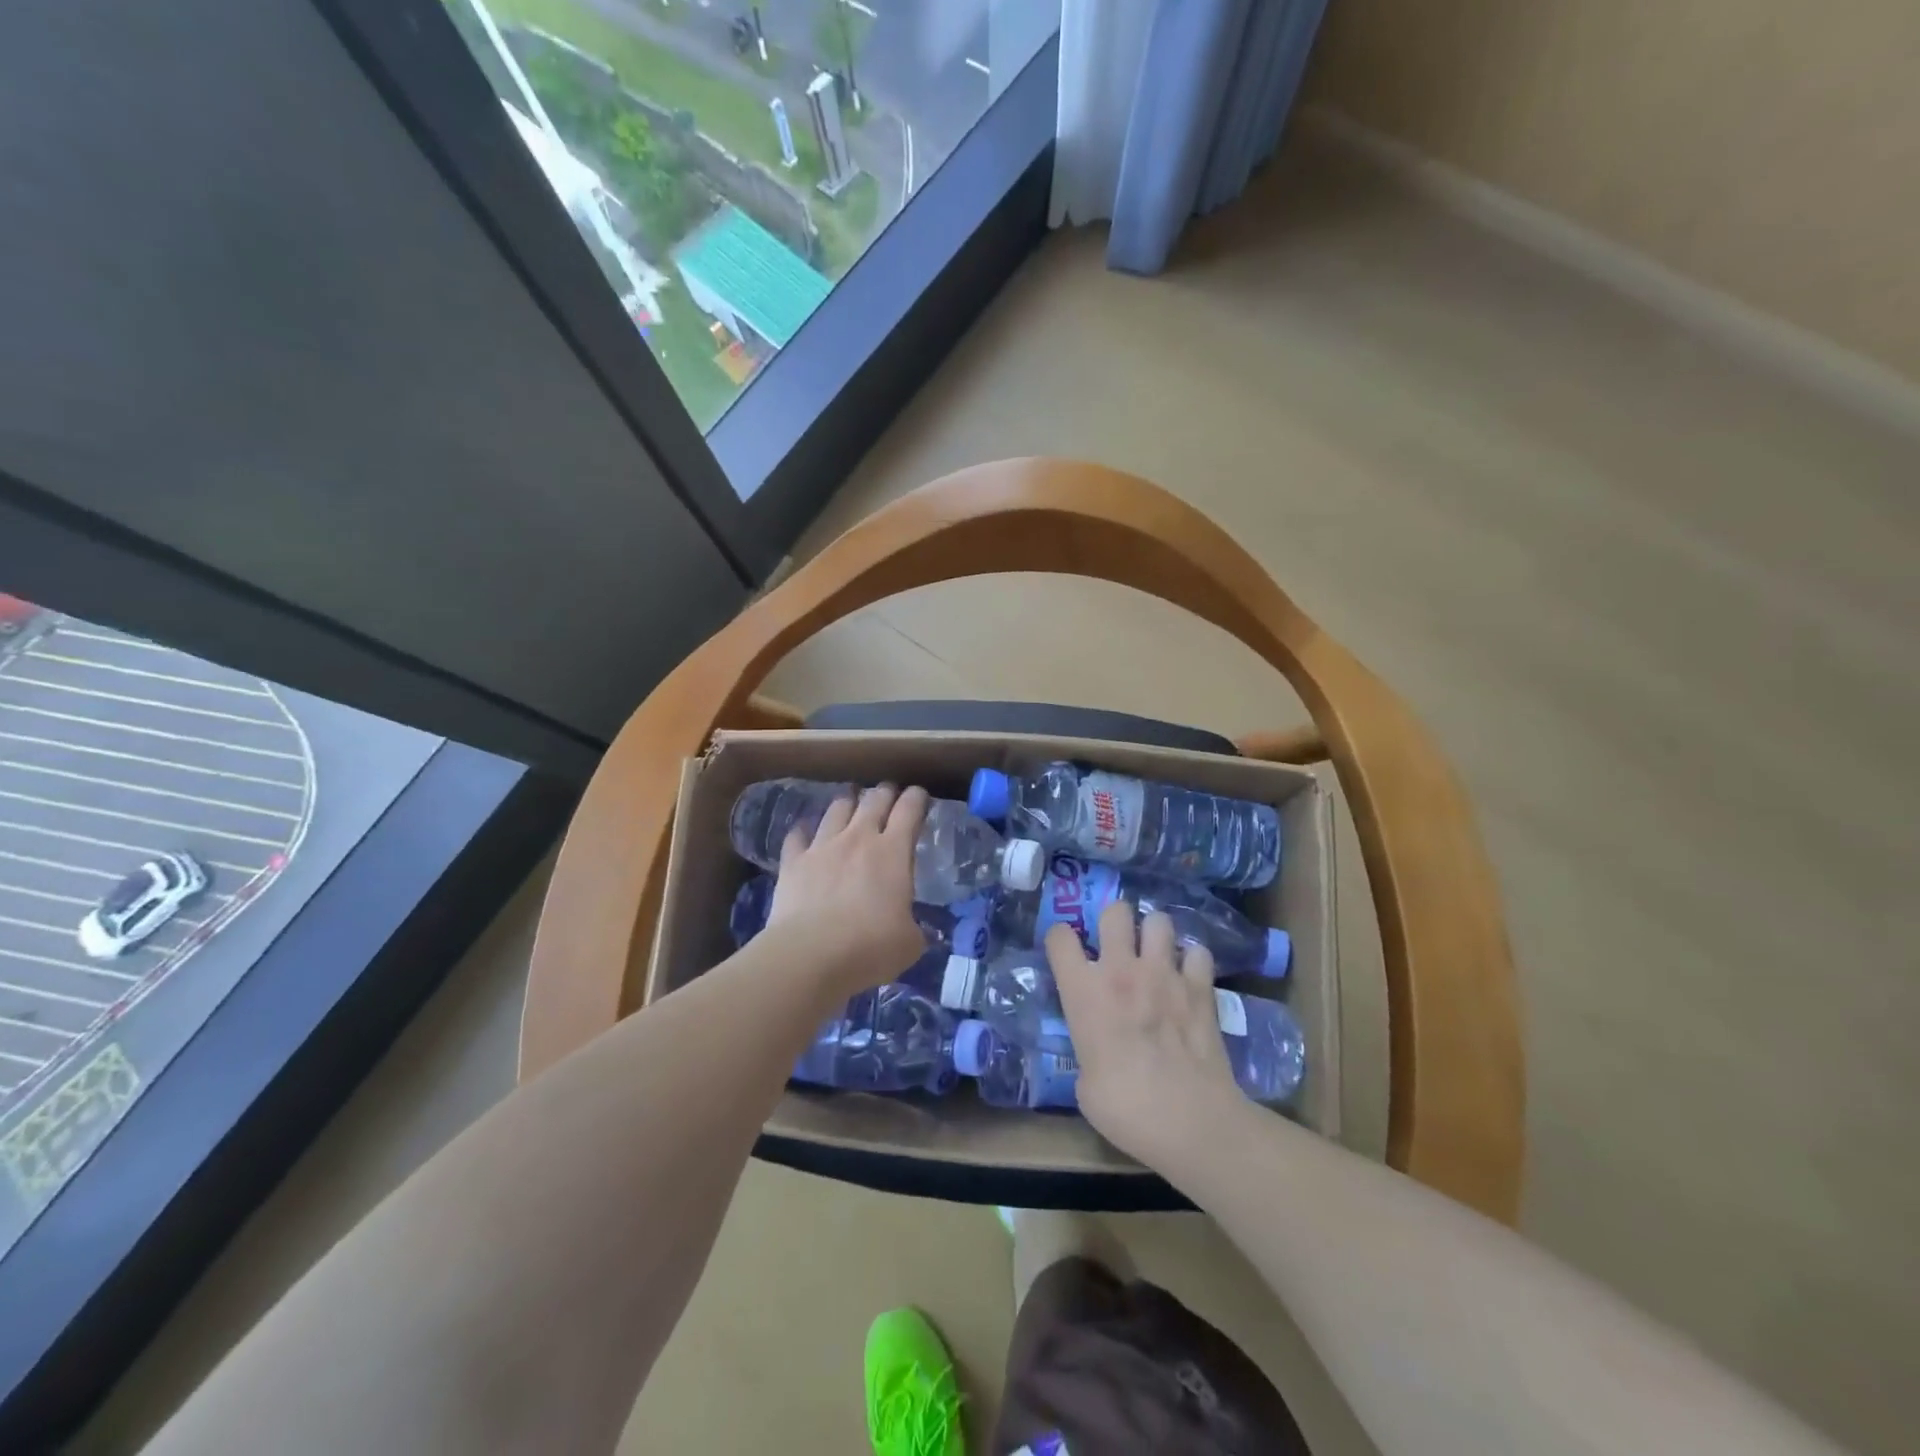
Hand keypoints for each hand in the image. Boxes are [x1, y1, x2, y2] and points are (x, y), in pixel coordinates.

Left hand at [763, 784, 928, 999]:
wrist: (810, 955)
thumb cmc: (870, 947)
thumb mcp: (910, 943)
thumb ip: (914, 927)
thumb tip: (913, 929)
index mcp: (893, 852)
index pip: (909, 810)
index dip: (916, 798)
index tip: (919, 795)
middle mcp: (858, 839)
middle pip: (874, 800)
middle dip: (884, 793)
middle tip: (889, 792)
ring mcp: (822, 847)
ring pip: (837, 809)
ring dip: (848, 802)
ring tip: (851, 801)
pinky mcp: (792, 862)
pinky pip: (797, 835)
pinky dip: (804, 830)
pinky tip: (805, 831)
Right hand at [1047, 901, 1241, 1165]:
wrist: (1188, 1120)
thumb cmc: (1124, 1108)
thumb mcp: (1084, 1083)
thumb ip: (1087, 1050)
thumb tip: (1097, 1052)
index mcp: (1083, 991)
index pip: (1059, 937)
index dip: (1061, 940)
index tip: (1066, 952)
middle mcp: (1121, 970)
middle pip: (1115, 911)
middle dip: (1115, 921)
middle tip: (1119, 943)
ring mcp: (1164, 973)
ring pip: (1159, 921)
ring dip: (1155, 935)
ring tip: (1156, 954)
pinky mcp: (1201, 987)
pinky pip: (1198, 953)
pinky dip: (1193, 962)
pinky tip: (1190, 978)